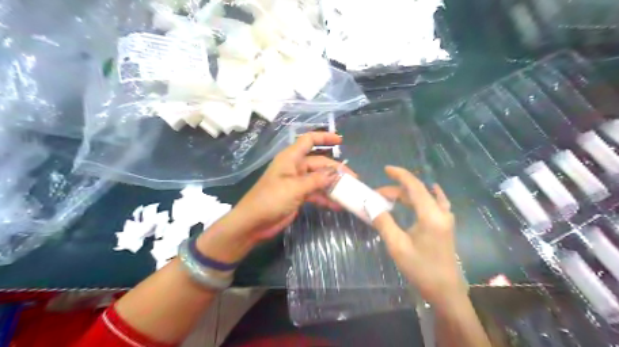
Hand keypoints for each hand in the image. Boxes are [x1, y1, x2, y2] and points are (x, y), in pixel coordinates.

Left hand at [228, 131, 352, 241]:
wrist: (253, 223)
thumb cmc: (271, 199)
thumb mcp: (295, 188)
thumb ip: (317, 180)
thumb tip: (337, 172)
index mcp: (291, 158)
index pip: (309, 140)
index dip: (324, 138)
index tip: (341, 141)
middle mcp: (295, 167)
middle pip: (319, 163)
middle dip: (336, 170)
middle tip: (353, 179)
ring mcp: (297, 182)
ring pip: (319, 179)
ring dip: (333, 185)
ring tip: (349, 192)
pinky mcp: (298, 196)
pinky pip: (316, 193)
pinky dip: (325, 198)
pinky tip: (337, 205)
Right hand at [372, 165, 463, 305]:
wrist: (445, 291)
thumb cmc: (421, 269)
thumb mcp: (397, 246)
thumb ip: (384, 222)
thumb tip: (371, 205)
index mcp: (430, 215)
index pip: (414, 186)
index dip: (400, 175)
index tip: (386, 169)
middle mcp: (441, 212)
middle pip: (418, 192)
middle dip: (397, 189)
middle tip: (378, 195)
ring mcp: (446, 219)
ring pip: (426, 197)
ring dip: (408, 194)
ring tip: (391, 197)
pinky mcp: (445, 226)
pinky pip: (436, 203)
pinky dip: (427, 196)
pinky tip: (427, 193)